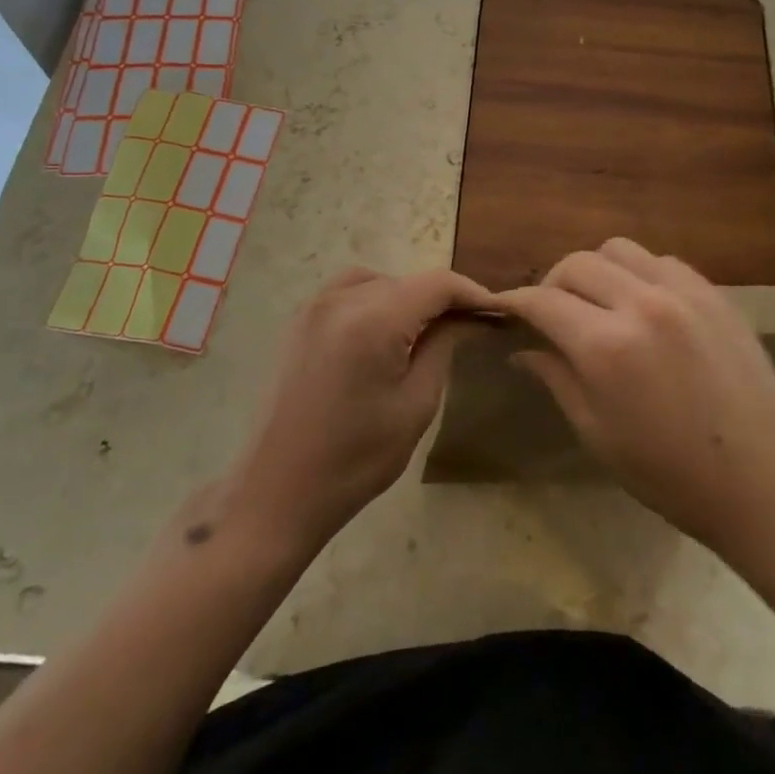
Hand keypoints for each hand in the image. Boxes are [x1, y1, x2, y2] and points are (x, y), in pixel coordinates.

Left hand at [227, 266, 493, 551]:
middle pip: (408, 281)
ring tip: (427, 330)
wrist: (277, 492)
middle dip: (442, 299)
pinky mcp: (300, 322)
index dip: (472, 292)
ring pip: (379, 281)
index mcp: (374, 320)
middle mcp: (341, 300)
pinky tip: (385, 332)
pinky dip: (376, 299)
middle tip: (469, 327)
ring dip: (408, 297)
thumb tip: (464, 319)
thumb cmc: (355, 458)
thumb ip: (442, 347)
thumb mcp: (415, 405)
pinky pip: (349, 292)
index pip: (437, 284)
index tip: (497, 311)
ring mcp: (315, 307)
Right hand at [497, 240, 774, 558]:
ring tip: (597, 302)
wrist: (765, 481)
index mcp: (606, 346)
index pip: (543, 301)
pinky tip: (642, 304)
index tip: (504, 308)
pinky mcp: (713, 293)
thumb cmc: (671, 475)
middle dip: (551, 283)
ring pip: (618, 250)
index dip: (516, 302)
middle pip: (576, 263)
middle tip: (550, 312)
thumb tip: (522, 350)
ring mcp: (682, 292)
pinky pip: (661, 261)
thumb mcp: (598, 434)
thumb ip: (557, 379)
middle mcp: (641, 303)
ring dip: (596, 269)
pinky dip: (638, 273)